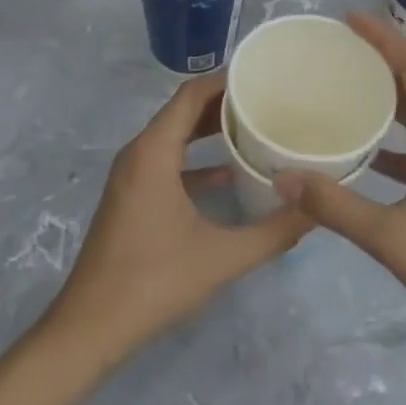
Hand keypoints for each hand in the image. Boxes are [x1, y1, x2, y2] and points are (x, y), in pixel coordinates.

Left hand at [46, 73, 311, 364]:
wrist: (89, 329)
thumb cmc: (153, 282)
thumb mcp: (222, 257)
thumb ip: (274, 232)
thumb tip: (316, 210)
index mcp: (154, 152)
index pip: (192, 94)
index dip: (226, 79)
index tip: (263, 75)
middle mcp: (139, 153)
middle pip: (183, 110)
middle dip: (224, 101)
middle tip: (268, 98)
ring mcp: (131, 175)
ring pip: (174, 135)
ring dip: (209, 127)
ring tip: (254, 125)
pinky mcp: (131, 196)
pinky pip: (166, 160)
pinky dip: (195, 157)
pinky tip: (228, 173)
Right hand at [274, 13, 405, 337]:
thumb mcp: (393, 238)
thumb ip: (336, 208)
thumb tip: (283, 178)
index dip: (383, 37)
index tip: (347, 19)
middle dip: (378, 57)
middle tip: (333, 49)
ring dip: (384, 92)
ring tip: (342, 85)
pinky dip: (392, 132)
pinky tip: (362, 147)